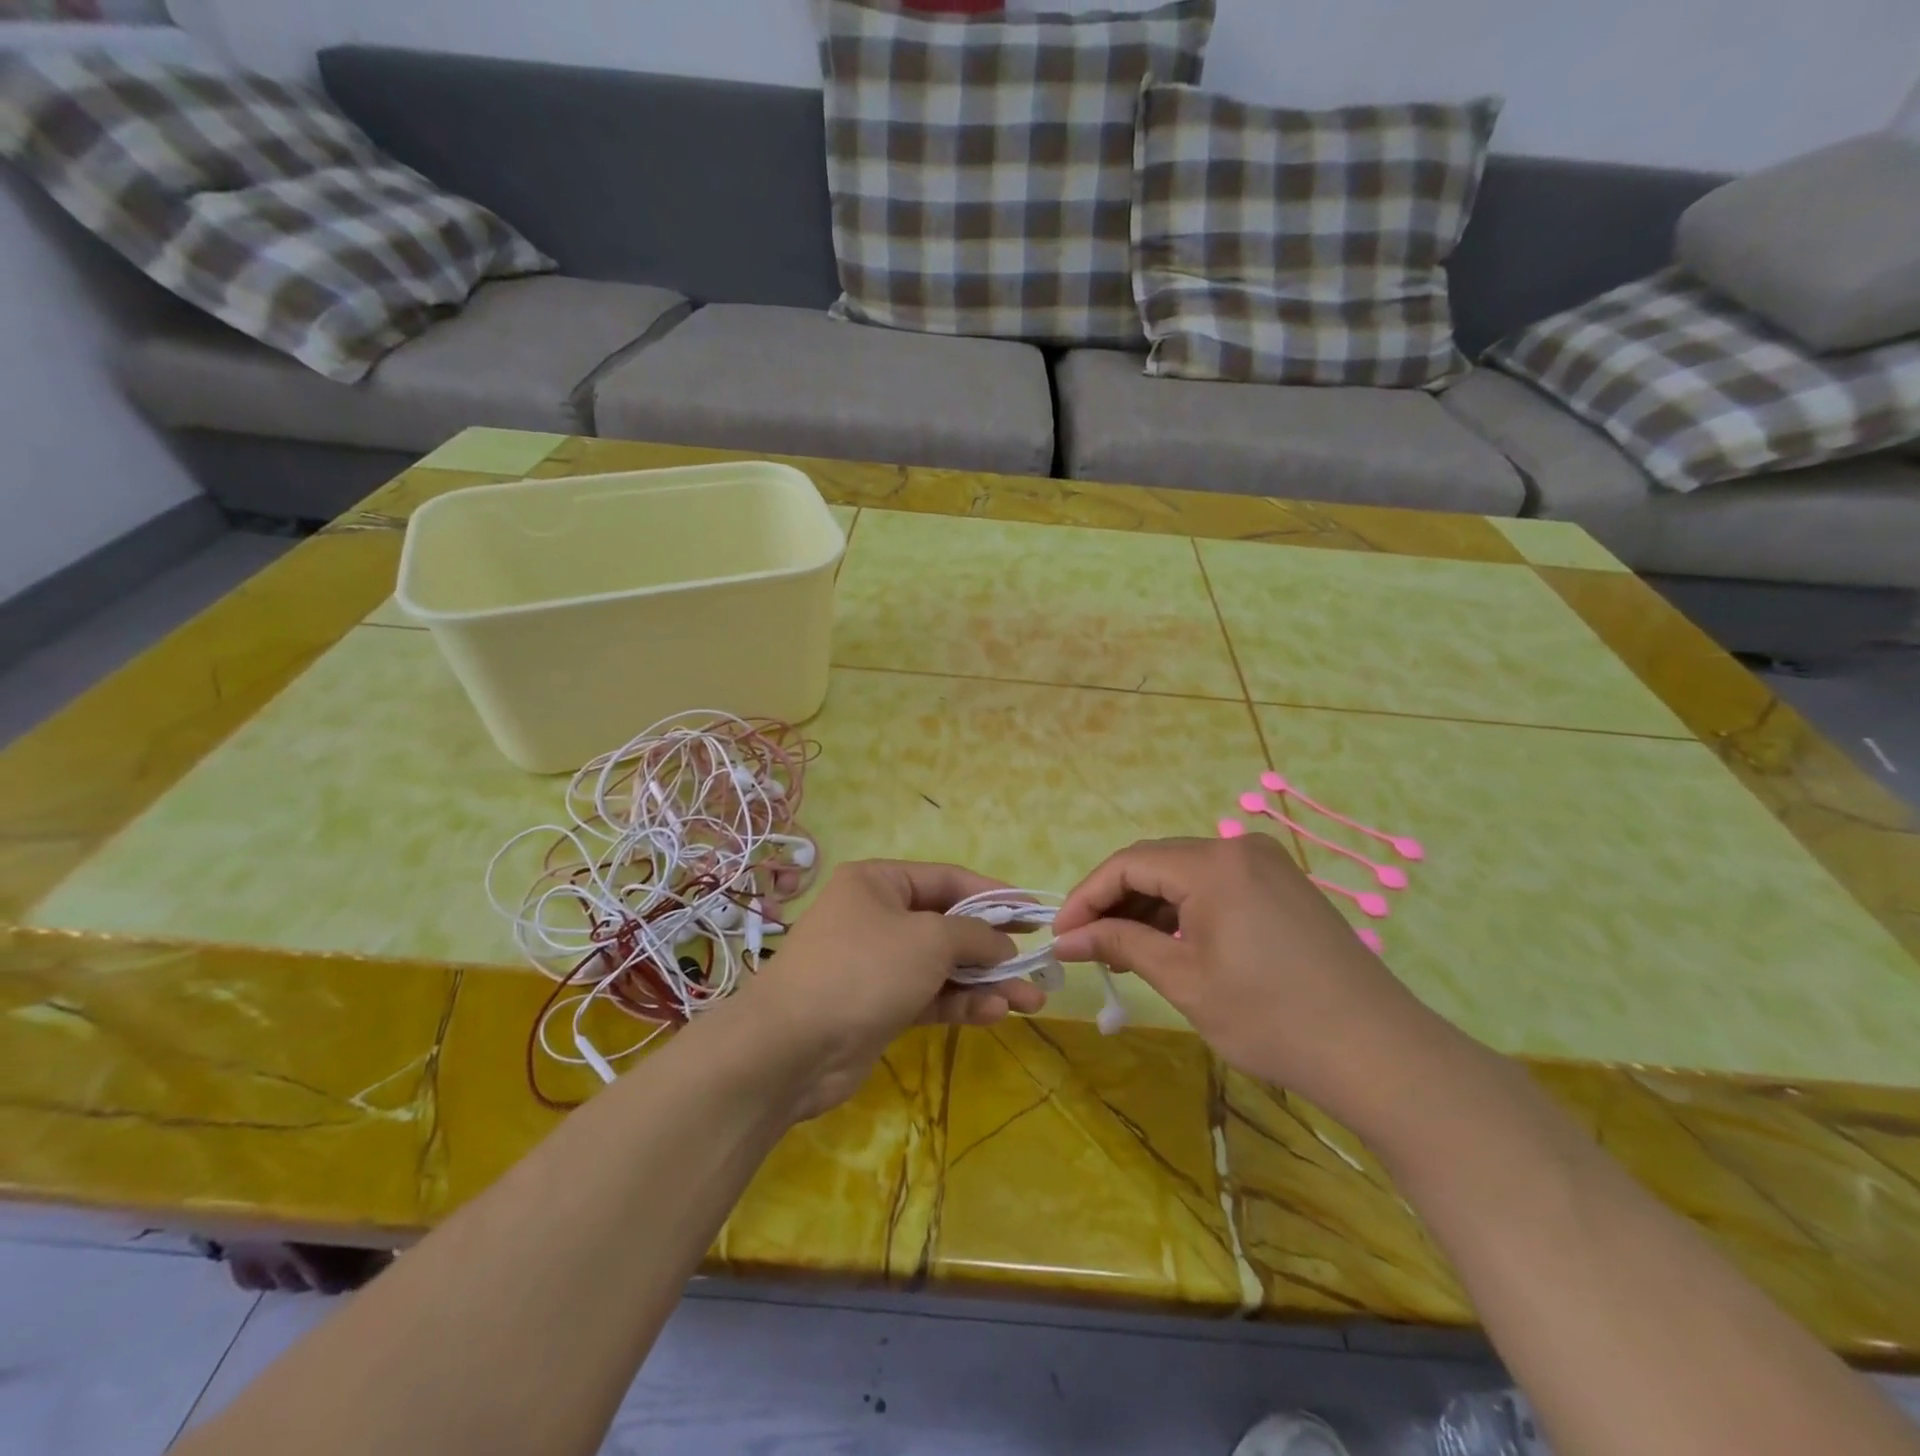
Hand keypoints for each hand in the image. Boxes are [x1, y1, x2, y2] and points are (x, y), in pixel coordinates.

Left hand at [727, 860, 1046, 1120]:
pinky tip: (995, 1013)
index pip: (948, 879)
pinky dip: (961, 1003)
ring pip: (943, 966)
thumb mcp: (928, 940)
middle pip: (948, 925)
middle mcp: (877, 917)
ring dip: (985, 981)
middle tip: (1037, 963)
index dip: (994, 894)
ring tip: (1031, 999)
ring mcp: (878, 964)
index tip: (1033, 912)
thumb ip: (973, 935)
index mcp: (879, 882)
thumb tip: (1002, 944)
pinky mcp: (880, 1007)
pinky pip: (930, 997)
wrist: (790, 1048)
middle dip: (994, 946)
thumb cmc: (863, 970)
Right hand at [1050, 835, 1444, 1132]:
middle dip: (1114, 900)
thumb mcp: (1184, 980)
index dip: (1086, 896)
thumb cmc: (1271, 1017)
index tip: (1060, 935)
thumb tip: (1068, 938)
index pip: (1128, 863)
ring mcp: (1266, 864)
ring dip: (1147, 906)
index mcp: (1213, 863)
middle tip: (1085, 944)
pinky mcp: (1282, 886)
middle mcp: (1238, 848)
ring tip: (1121, 950)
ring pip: (1184, 873)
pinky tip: (1169, 943)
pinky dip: (1183, 910)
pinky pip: (1215, 885)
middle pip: (1155, 862)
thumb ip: (1121, 945)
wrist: (1378, 1052)